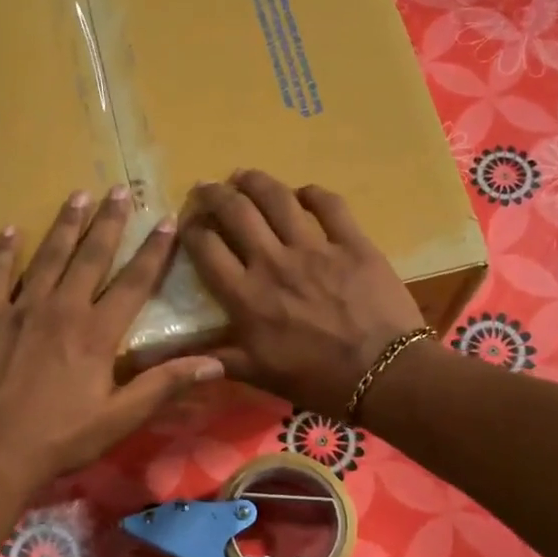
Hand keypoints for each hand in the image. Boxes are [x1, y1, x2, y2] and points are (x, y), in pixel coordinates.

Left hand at [0, 187, 223, 487]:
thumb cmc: (60, 439)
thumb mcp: (120, 419)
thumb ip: (164, 385)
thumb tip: (215, 363)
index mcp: (96, 334)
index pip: (133, 283)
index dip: (153, 252)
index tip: (166, 222)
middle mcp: (60, 309)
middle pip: (89, 257)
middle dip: (108, 222)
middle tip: (118, 190)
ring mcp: (17, 310)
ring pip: (46, 257)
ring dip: (64, 225)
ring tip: (77, 195)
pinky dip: (3, 252)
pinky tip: (10, 231)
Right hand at [180, 170, 424, 414]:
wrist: (384, 374)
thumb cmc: (317, 380)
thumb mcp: (259, 375)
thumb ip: (216, 359)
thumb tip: (173, 358)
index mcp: (247, 296)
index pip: (206, 248)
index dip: (191, 229)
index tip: (188, 224)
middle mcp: (274, 262)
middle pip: (236, 211)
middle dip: (214, 194)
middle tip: (206, 189)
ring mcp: (316, 248)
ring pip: (277, 198)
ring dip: (255, 181)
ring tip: (243, 176)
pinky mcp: (353, 243)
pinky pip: (329, 205)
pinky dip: (312, 193)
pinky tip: (303, 193)